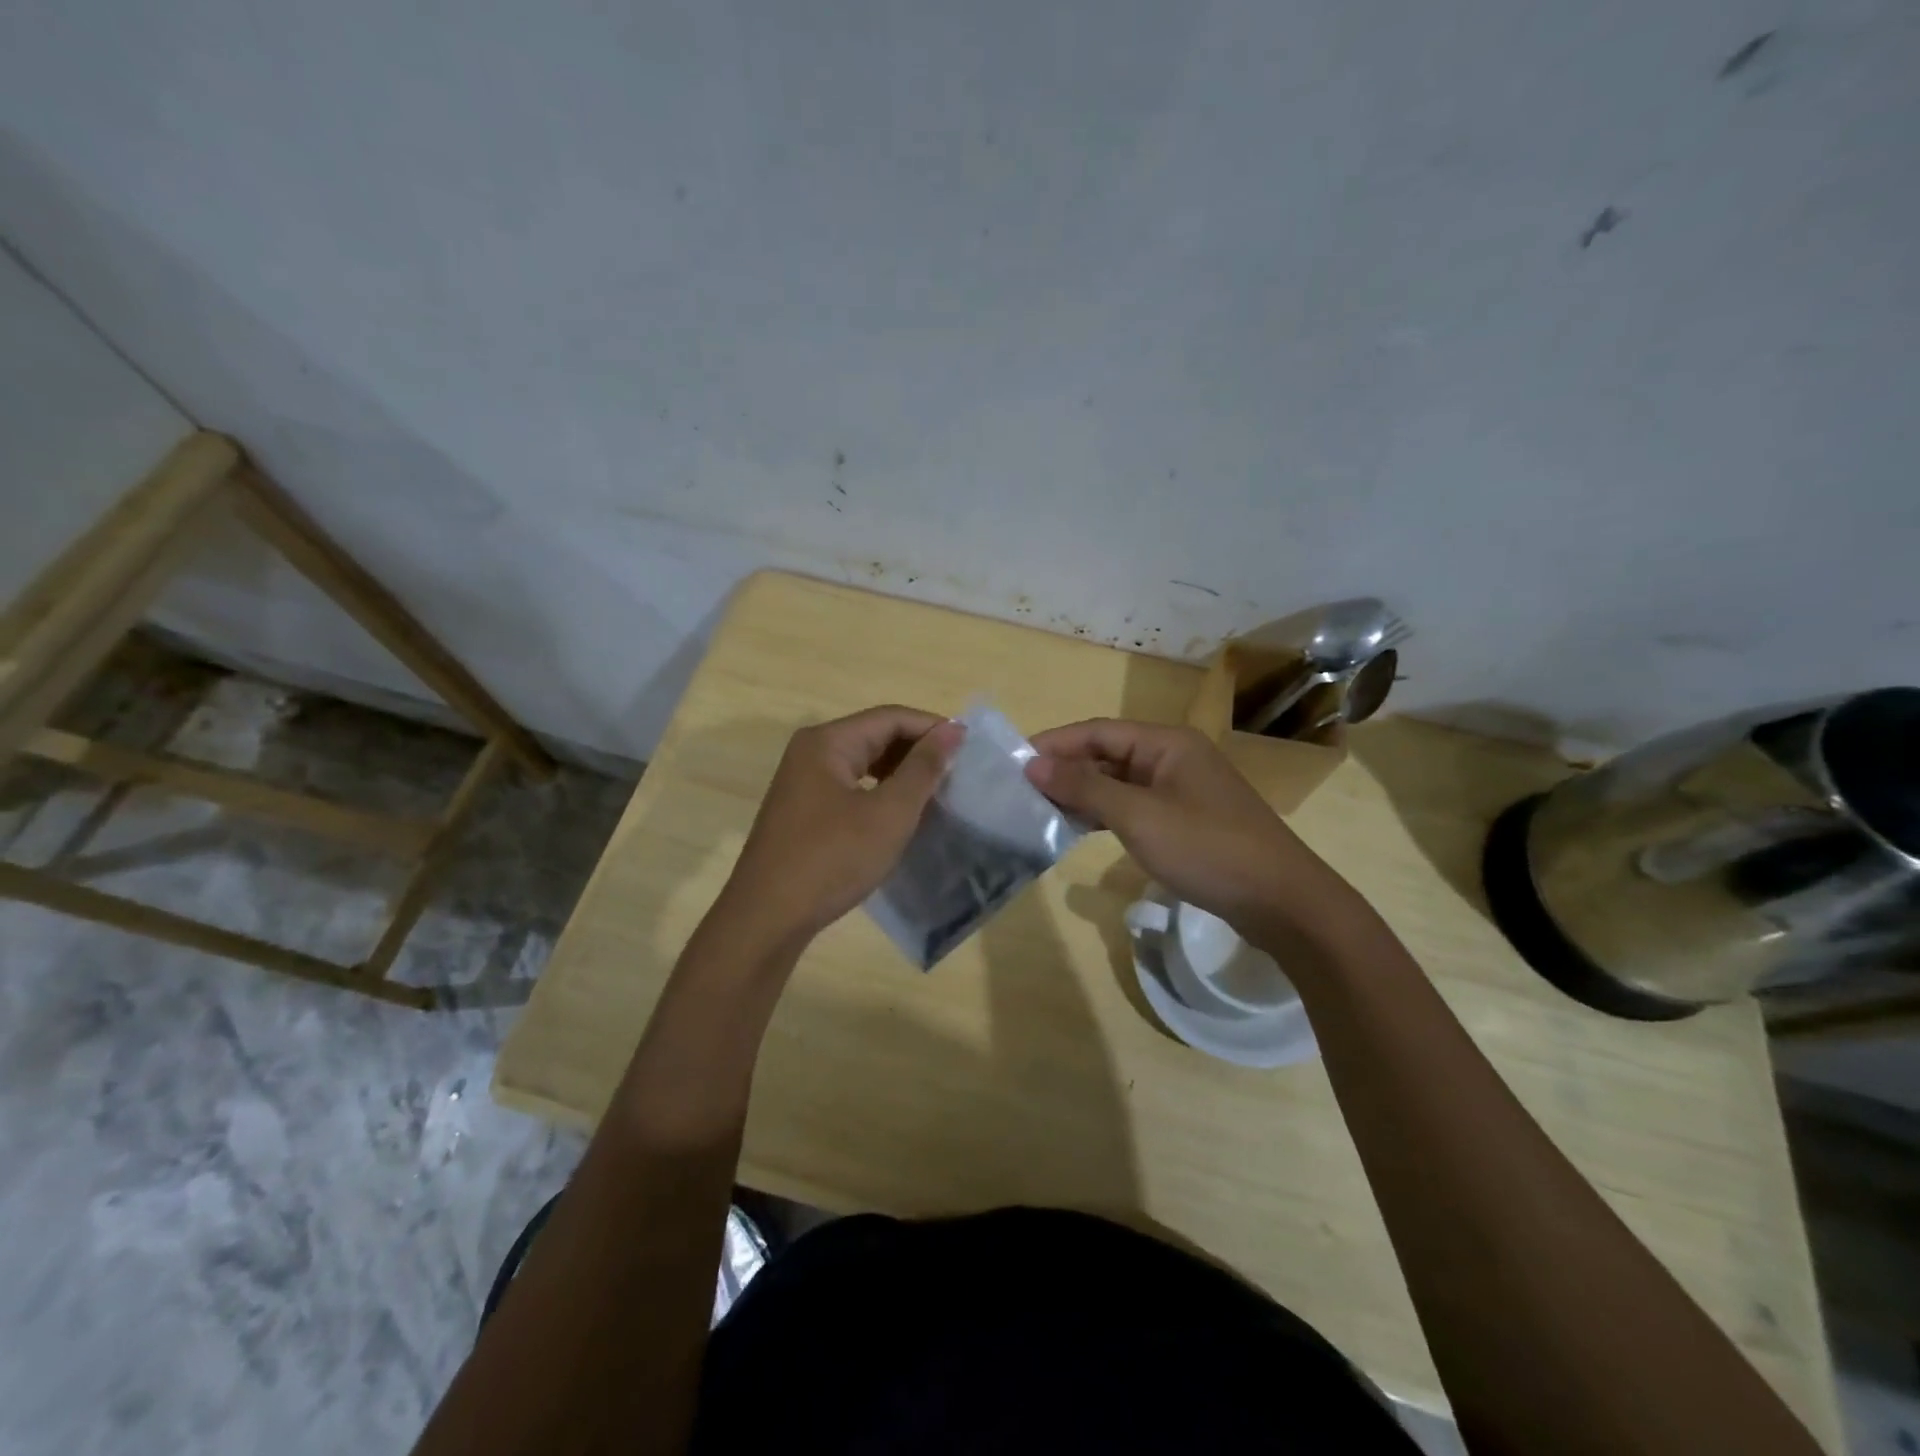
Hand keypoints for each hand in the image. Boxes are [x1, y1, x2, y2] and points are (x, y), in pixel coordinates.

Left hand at [723, 705, 963, 944]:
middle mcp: (811, 752)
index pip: (890, 718)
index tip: (970, 750)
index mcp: (828, 742)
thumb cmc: (832, 859)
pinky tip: (901, 814)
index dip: (932, 728)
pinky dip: (880, 793)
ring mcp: (803, 782)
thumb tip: (952, 730)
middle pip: (875, 735)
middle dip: (917, 751)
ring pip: (863, 763)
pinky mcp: (803, 810)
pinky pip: (850, 787)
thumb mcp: (888, 813)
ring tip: (936, 793)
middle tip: (957, 774)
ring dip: (900, 773)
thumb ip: (922, 768)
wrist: (768, 918)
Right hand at [1026, 720, 1344, 939]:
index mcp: (1166, 743)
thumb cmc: (1207, 848)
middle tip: (1020, 791)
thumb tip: (1033, 764)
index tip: (1012, 762)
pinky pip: (1134, 805)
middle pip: (1107, 754)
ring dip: (1082, 793)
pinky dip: (1105, 814)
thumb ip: (1084, 787)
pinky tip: (1078, 829)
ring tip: (1039, 811)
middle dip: (1065, 770)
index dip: (1054, 744)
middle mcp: (1173, 757)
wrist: (1281, 901)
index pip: (1097, 731)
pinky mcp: (1185, 819)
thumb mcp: (1138, 816)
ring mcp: (1181, 789)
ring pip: (1119, 782)